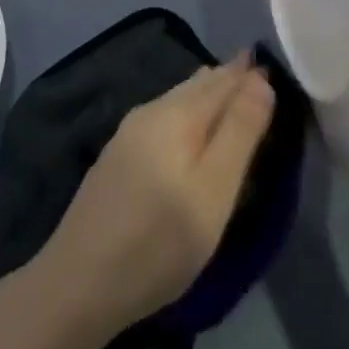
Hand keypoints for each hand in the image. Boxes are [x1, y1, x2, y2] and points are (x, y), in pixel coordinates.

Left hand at [34, 54, 274, 338]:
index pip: (223, 80)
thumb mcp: (213, 191)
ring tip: (226, 88)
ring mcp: (128, 134)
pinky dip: (187, 112)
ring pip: (177, 99)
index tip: (271, 64)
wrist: (77, 285)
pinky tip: (187, 126)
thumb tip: (260, 79)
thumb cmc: (159, 241)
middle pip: (198, 85)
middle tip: (253, 70)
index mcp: (177, 114)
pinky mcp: (117, 159)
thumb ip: (240, 131)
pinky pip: (163, 117)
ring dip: (205, 93)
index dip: (248, 73)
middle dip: (227, 77)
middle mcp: (151, 112)